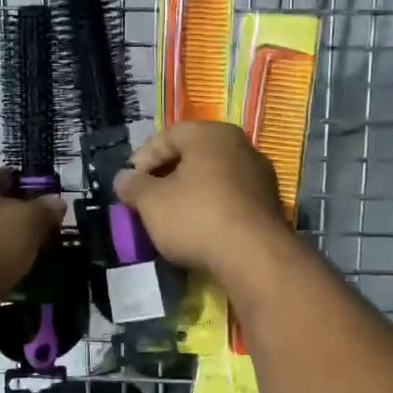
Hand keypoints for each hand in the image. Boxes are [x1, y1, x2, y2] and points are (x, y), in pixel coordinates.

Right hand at [112, 122, 290, 281]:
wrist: (255, 257)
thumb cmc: (196, 217)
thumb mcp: (151, 202)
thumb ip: (133, 186)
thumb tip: (123, 178)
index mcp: (211, 134)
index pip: (167, 136)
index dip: (142, 159)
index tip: (128, 185)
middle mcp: (240, 146)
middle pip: (192, 155)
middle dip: (165, 177)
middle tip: (146, 200)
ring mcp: (259, 175)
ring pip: (212, 178)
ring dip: (188, 194)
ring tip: (168, 217)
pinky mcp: (269, 204)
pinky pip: (229, 198)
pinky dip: (210, 208)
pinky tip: (197, 229)